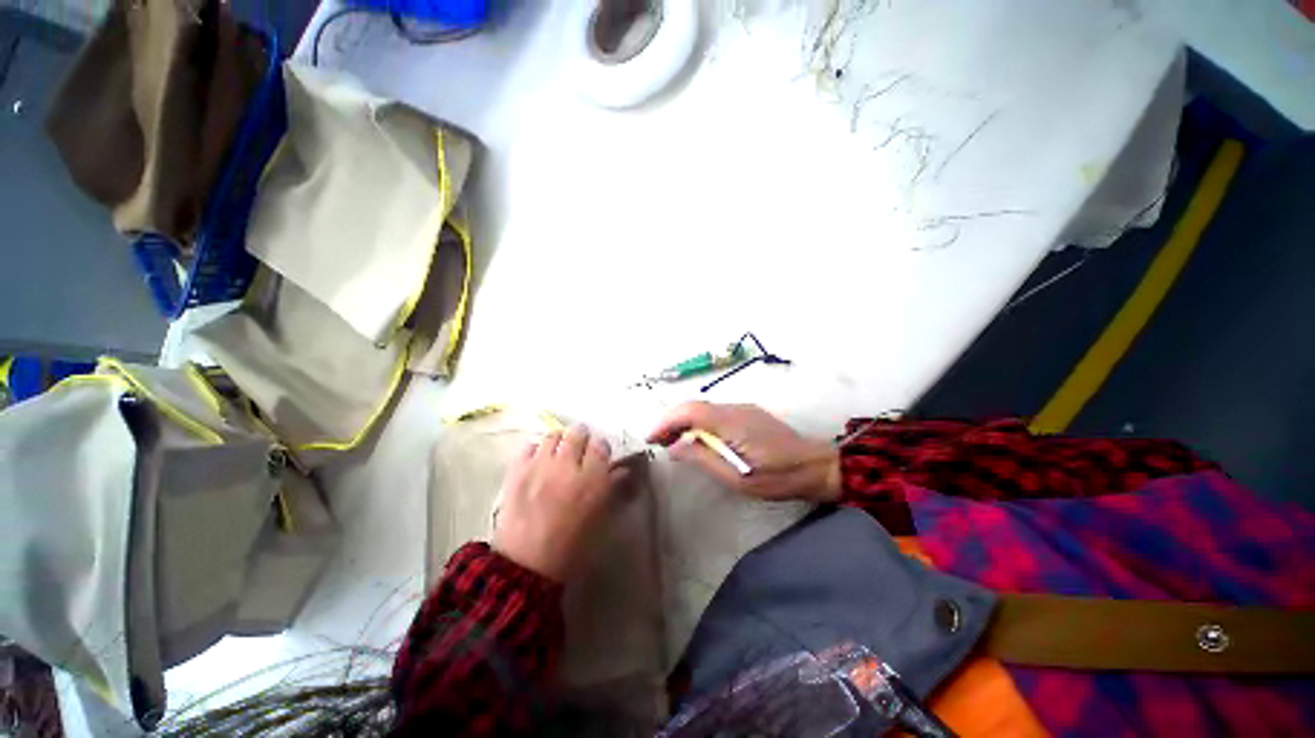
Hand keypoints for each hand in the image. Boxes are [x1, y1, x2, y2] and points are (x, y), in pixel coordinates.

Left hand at [493, 424, 625, 582]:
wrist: (526, 566)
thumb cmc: (572, 548)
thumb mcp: (602, 521)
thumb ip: (614, 490)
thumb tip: (623, 470)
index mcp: (592, 480)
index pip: (601, 446)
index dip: (601, 449)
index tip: (600, 456)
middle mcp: (568, 466)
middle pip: (578, 434)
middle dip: (582, 438)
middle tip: (580, 450)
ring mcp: (540, 466)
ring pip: (553, 435)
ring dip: (559, 441)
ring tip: (558, 453)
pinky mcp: (517, 471)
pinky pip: (528, 446)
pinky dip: (536, 450)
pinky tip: (538, 462)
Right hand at [647, 402, 840, 502]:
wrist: (817, 466)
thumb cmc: (778, 477)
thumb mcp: (737, 477)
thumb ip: (703, 458)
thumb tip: (675, 447)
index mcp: (730, 422)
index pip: (689, 411)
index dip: (666, 421)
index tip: (650, 438)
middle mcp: (734, 408)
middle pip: (693, 406)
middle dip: (671, 421)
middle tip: (658, 442)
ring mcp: (743, 409)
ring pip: (703, 408)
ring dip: (684, 421)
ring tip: (672, 442)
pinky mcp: (748, 414)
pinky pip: (715, 414)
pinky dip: (699, 423)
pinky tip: (697, 439)